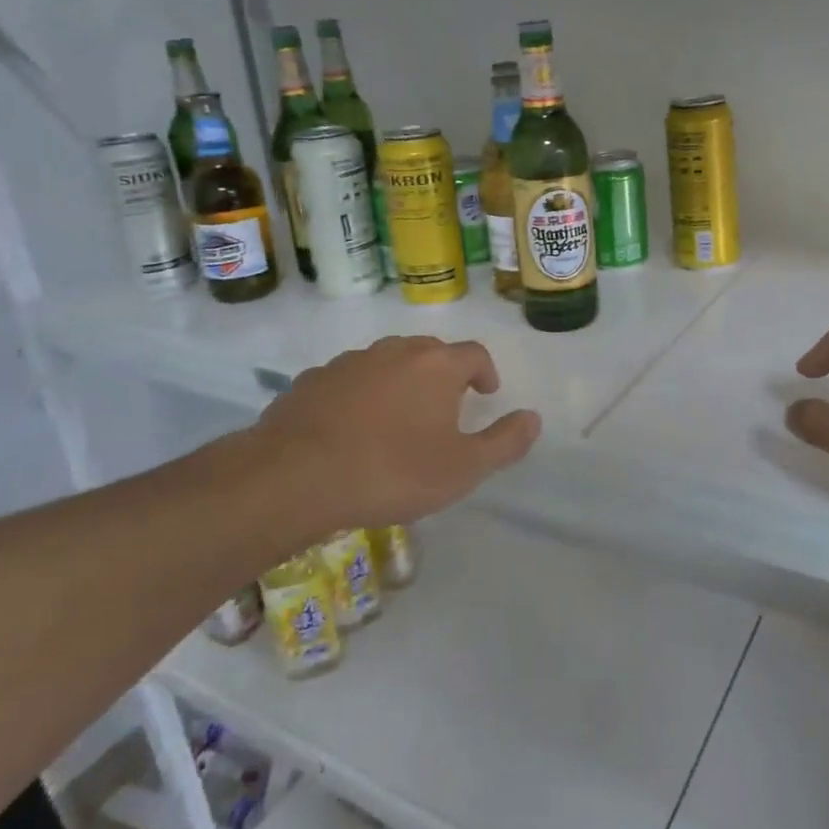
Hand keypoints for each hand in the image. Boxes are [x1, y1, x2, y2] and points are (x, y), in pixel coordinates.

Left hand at [252, 336, 540, 537]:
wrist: (295, 477)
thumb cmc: (392, 471)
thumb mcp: (463, 469)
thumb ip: (505, 443)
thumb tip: (534, 418)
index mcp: (436, 365)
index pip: (474, 354)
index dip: (485, 372)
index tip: (486, 393)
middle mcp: (395, 351)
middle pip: (429, 352)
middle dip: (443, 374)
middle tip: (445, 406)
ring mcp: (350, 362)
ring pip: (386, 363)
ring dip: (400, 382)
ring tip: (398, 419)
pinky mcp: (312, 380)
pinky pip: (348, 381)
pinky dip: (360, 395)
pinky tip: (352, 428)